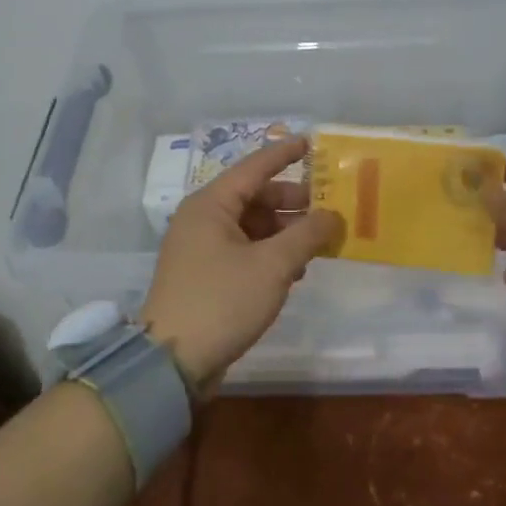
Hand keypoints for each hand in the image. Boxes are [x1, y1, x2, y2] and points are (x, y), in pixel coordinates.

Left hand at [141, 136, 343, 395]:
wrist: (173, 361)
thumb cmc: (223, 301)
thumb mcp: (273, 265)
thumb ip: (307, 235)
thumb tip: (332, 216)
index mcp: (211, 204)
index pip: (254, 166)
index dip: (285, 154)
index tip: (313, 143)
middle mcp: (203, 219)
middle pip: (255, 197)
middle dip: (293, 202)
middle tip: (330, 208)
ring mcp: (202, 248)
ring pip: (252, 227)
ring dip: (285, 232)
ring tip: (319, 244)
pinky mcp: (206, 275)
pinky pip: (244, 251)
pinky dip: (270, 254)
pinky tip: (295, 272)